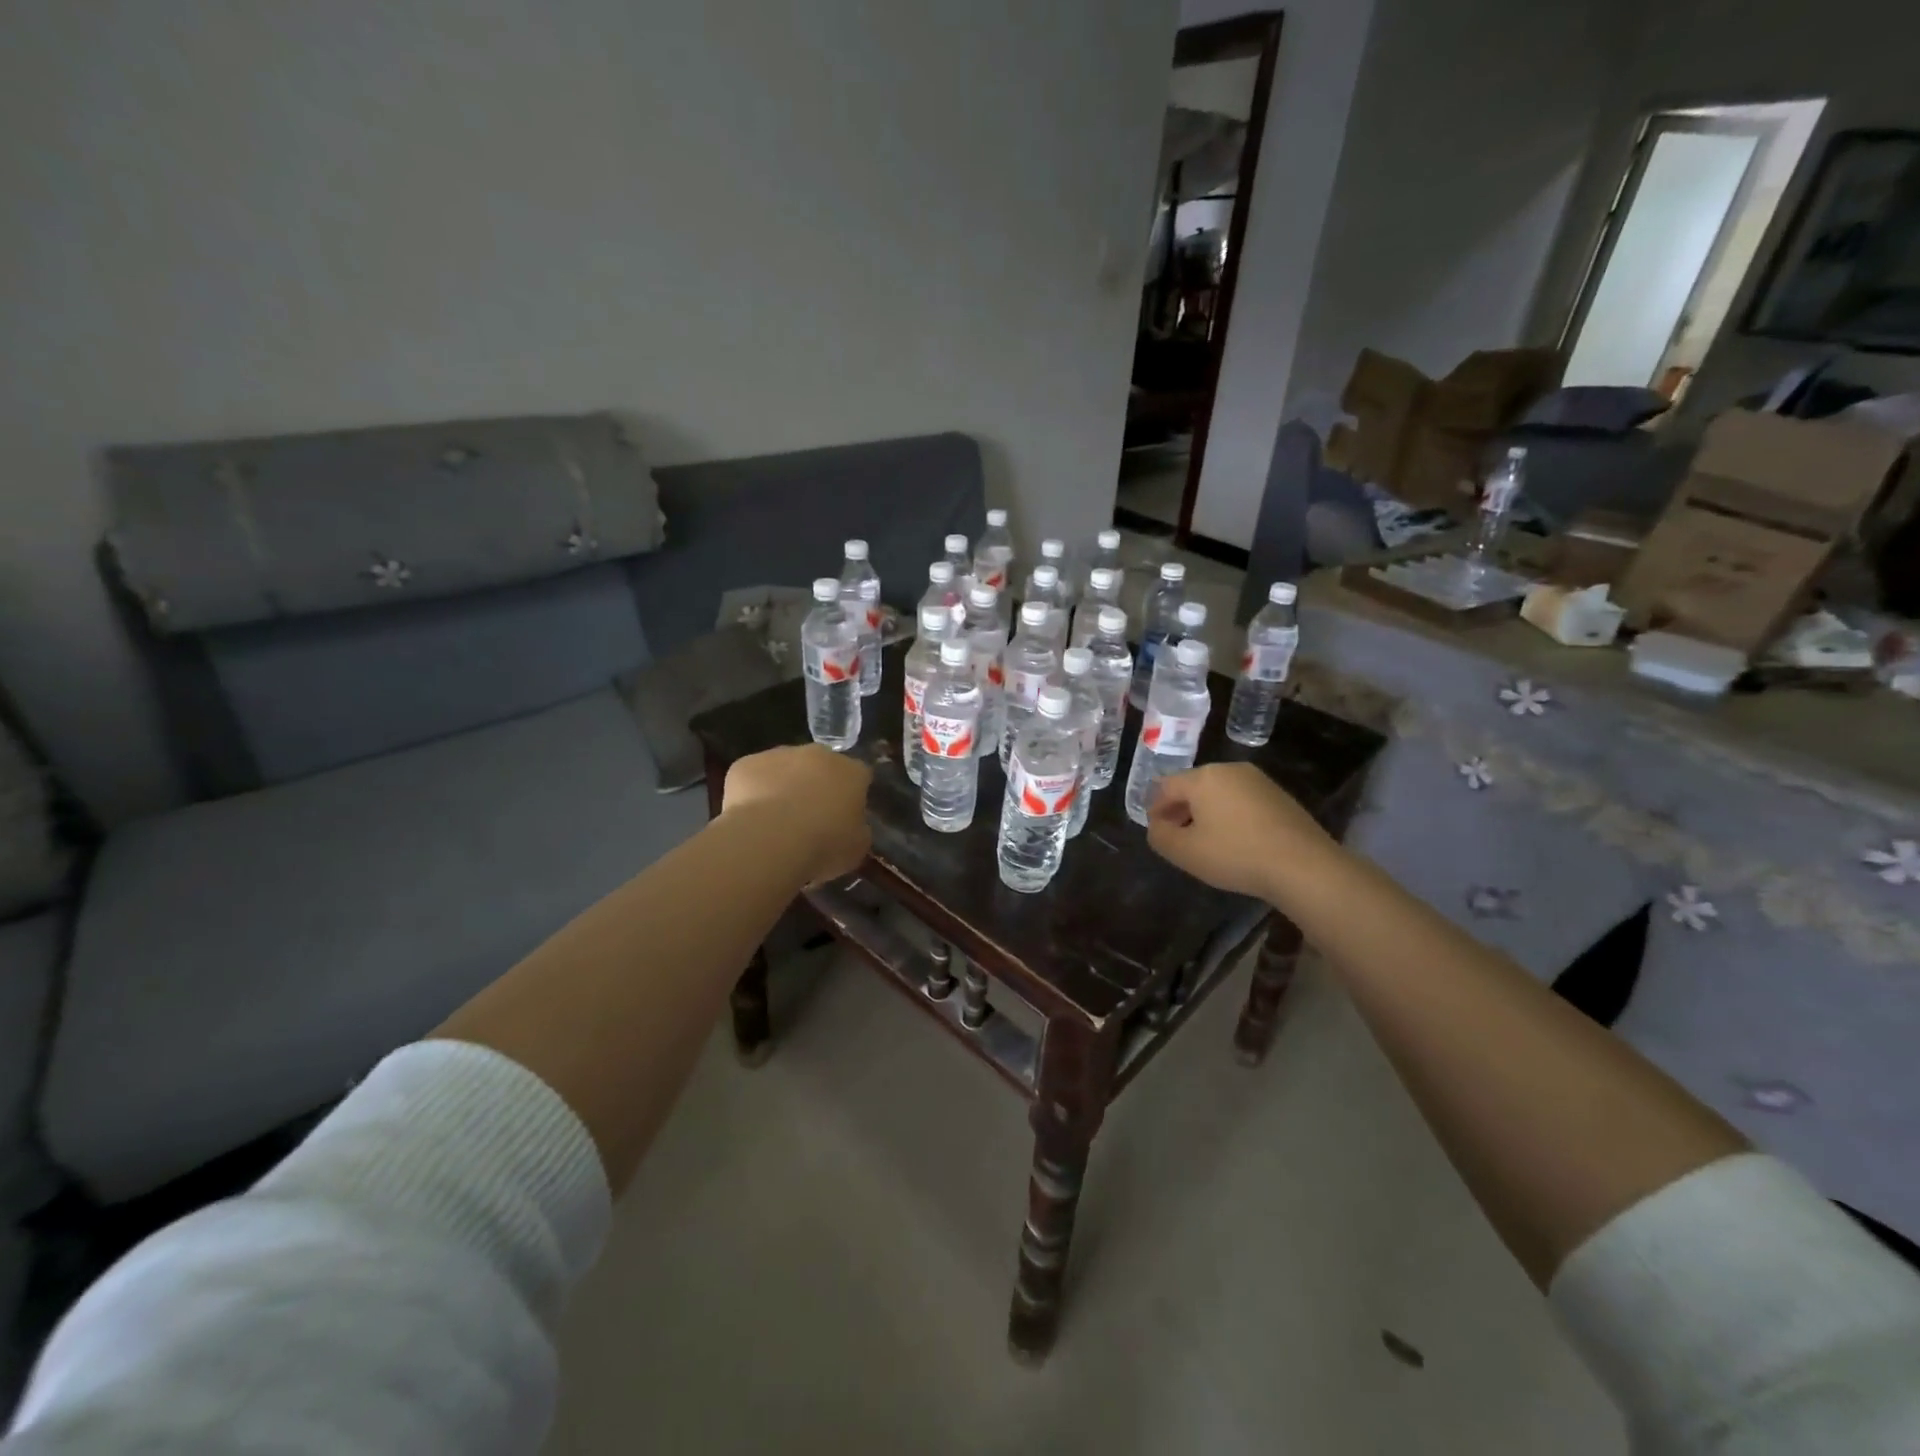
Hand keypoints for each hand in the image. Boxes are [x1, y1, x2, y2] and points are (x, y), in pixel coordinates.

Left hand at [722, 745, 871, 885]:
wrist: (769, 840)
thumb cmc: (823, 845)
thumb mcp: (857, 848)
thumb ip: (858, 829)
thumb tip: (851, 825)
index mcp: (851, 772)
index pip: (859, 776)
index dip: (852, 796)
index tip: (844, 817)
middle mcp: (818, 754)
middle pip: (821, 766)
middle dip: (817, 785)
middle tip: (809, 818)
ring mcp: (779, 755)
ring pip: (785, 767)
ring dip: (784, 786)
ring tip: (775, 821)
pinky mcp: (746, 764)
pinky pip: (753, 776)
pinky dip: (753, 792)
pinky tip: (750, 819)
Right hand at [1145, 762, 1329, 901]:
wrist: (1303, 866)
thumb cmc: (1235, 854)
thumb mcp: (1185, 852)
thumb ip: (1160, 836)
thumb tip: (1157, 826)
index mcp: (1203, 777)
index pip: (1166, 786)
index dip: (1155, 809)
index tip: (1157, 833)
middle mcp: (1230, 770)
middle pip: (1193, 786)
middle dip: (1181, 810)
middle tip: (1178, 838)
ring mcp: (1258, 781)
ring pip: (1219, 793)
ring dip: (1206, 813)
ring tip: (1207, 842)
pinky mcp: (1279, 796)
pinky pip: (1242, 801)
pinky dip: (1230, 816)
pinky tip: (1235, 841)